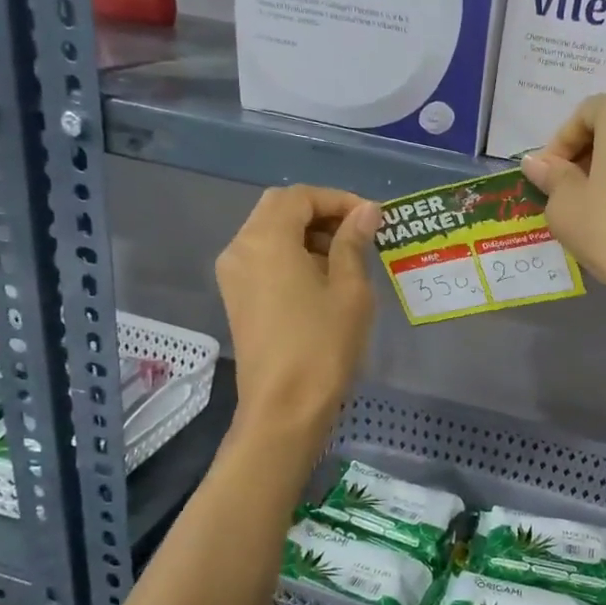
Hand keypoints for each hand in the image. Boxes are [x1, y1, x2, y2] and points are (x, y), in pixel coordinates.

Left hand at [216, 186, 379, 435]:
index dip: (338, 199)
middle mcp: (240, 247)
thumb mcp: (349, 289)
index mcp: (266, 239)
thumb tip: (366, 211)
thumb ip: (354, 242)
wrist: (284, 407)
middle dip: (321, 213)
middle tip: (359, 232)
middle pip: (279, 209)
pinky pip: (263, 258)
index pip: (300, 196)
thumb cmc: (323, 345)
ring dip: (306, 233)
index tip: (372, 218)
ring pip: (269, 232)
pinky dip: (291, 254)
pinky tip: (322, 278)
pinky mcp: (236, 297)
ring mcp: (233, 274)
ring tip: (346, 256)